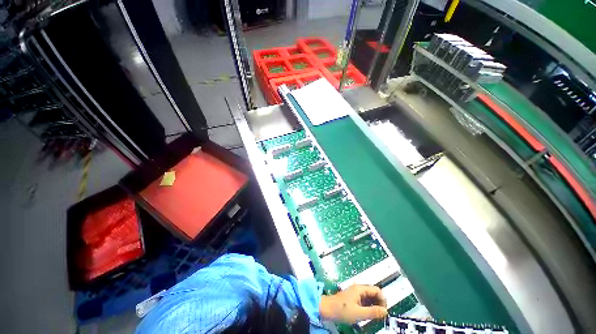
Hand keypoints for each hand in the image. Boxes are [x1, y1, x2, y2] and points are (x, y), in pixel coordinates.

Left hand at [319, 285, 386, 323]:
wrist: (328, 309)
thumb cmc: (342, 310)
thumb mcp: (359, 313)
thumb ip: (373, 312)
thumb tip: (385, 311)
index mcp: (360, 289)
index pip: (377, 290)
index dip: (383, 300)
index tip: (384, 311)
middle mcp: (358, 289)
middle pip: (374, 293)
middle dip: (379, 303)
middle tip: (380, 315)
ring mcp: (355, 293)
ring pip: (369, 297)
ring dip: (374, 306)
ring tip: (375, 316)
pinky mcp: (353, 298)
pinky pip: (365, 301)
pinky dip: (369, 307)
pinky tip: (368, 314)